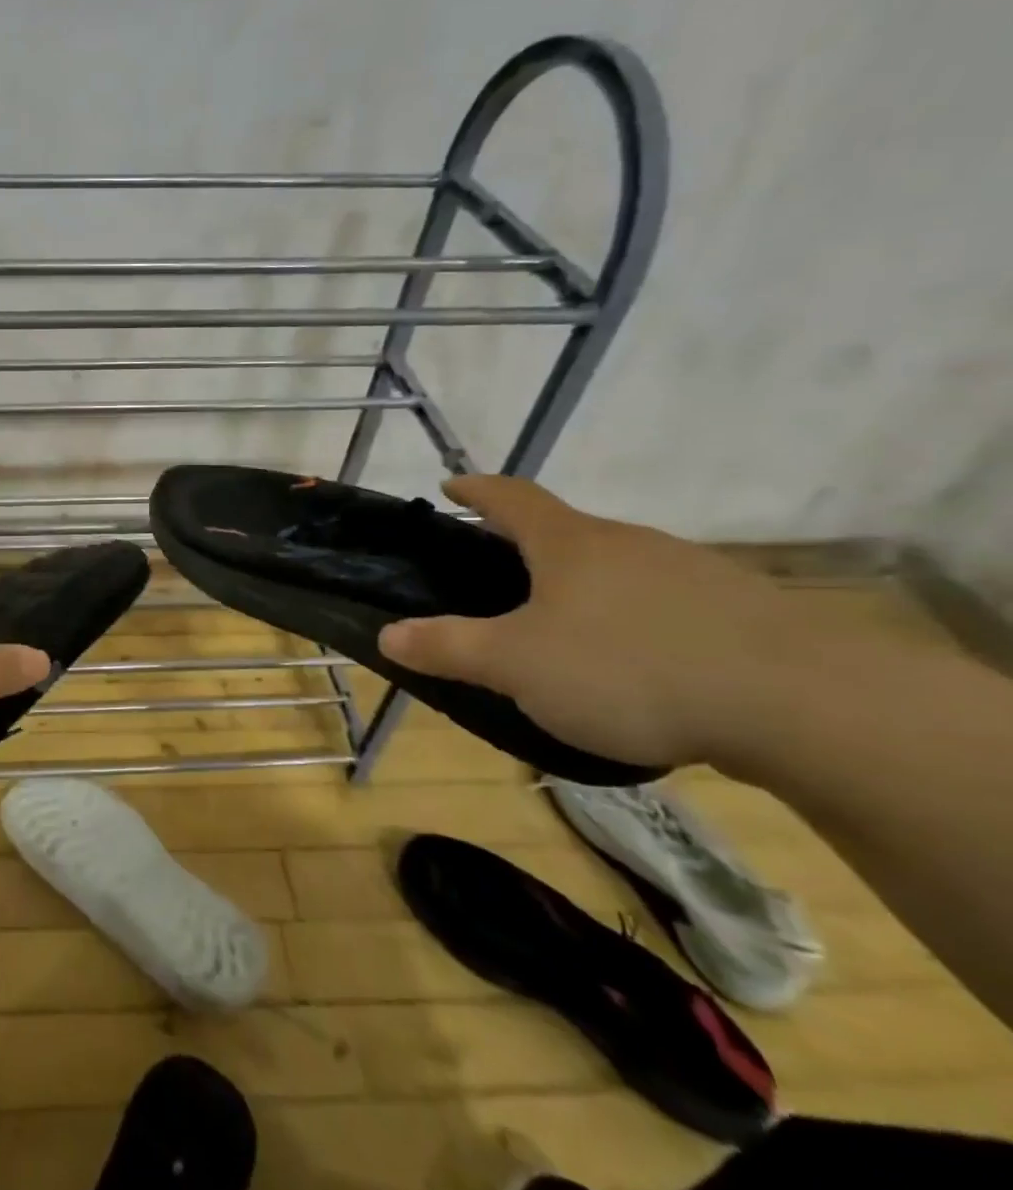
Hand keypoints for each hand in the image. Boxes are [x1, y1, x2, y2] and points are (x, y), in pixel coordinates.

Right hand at [376, 476, 855, 771]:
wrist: (802, 704)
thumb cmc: (628, 667)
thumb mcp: (517, 664)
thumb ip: (449, 647)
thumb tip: (386, 633)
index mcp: (569, 544)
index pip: (511, 497)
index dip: (476, 490)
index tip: (452, 485)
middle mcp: (629, 544)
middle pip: (566, 533)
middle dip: (528, 549)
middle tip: (499, 581)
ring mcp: (691, 573)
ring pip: (618, 570)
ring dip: (584, 588)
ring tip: (565, 633)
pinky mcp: (739, 613)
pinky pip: (665, 606)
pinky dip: (635, 622)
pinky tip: (637, 668)